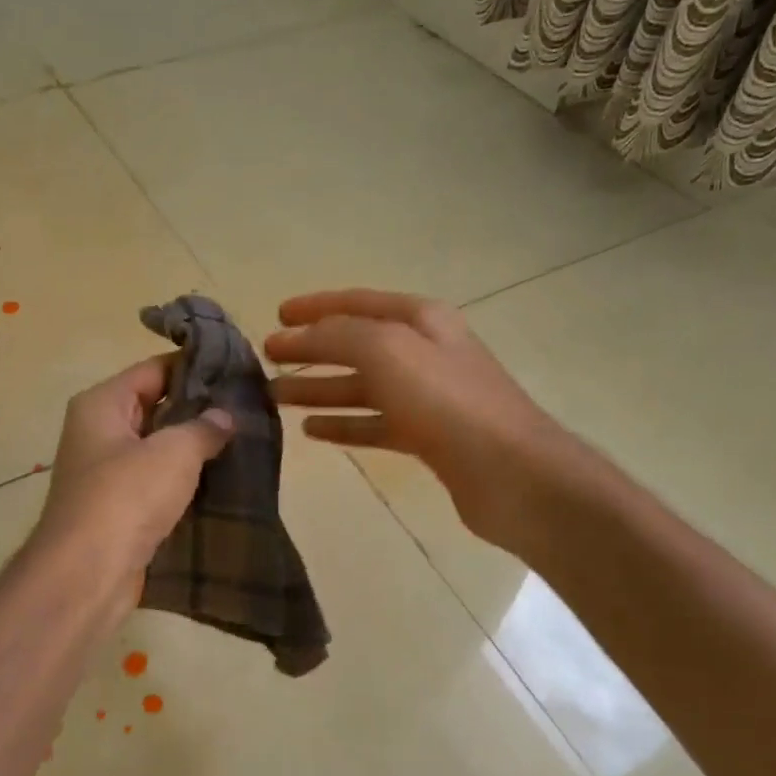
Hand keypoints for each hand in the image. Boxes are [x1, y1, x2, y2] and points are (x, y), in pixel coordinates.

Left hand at [33, 356, 233, 594]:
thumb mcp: (173, 452)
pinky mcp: (118, 508)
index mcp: (102, 404)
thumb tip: (225, 417)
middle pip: (155, 407)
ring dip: (194, 448)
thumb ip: (204, 428)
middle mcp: (98, 432)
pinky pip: (156, 482)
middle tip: (247, 409)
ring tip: (243, 442)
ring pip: (158, 448)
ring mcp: (107, 472)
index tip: (237, 371)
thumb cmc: (126, 497)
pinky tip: (221, 480)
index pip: (154, 370)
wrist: (87, 573)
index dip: (195, 367)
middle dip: (199, 409)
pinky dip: (184, 481)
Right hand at [265, 290, 589, 554]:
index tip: (276, 316)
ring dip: (319, 389)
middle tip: (266, 360)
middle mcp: (424, 352)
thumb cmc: (445, 401)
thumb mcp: (385, 350)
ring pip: (361, 386)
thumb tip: (301, 336)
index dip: (315, 307)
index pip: (357, 303)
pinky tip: (312, 431)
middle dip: (310, 350)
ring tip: (275, 397)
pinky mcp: (427, 438)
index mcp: (420, 319)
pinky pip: (373, 424)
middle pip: (355, 345)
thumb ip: (338, 336)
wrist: (509, 472)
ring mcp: (426, 397)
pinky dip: (343, 424)